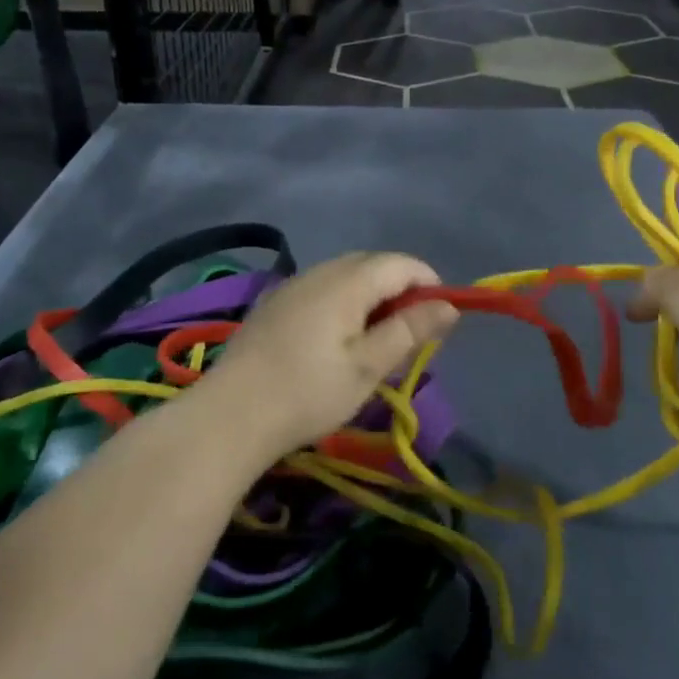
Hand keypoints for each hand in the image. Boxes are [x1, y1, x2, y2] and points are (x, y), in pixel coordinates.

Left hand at [195, 252, 458, 461]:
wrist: (231, 414)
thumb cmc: (308, 392)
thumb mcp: (368, 366)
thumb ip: (409, 330)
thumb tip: (448, 306)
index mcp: (347, 282)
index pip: (401, 264)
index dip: (428, 283)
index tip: (442, 319)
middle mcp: (320, 272)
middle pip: (372, 264)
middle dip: (401, 289)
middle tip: (411, 334)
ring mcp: (293, 285)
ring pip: (345, 275)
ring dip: (371, 296)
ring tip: (377, 340)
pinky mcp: (275, 304)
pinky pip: (322, 288)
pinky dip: (344, 303)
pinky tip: (337, 340)